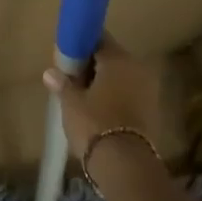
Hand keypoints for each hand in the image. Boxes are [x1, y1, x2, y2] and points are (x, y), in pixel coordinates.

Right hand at [42, 37, 166, 158]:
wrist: (124, 162)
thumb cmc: (93, 124)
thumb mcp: (71, 102)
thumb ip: (63, 83)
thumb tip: (50, 72)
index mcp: (118, 59)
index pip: (99, 39)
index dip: (82, 44)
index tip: (68, 54)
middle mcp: (137, 68)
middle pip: (111, 58)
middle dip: (93, 65)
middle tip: (72, 77)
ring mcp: (148, 89)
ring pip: (121, 77)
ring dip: (105, 82)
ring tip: (83, 96)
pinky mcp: (151, 109)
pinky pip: (128, 93)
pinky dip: (115, 96)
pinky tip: (99, 109)